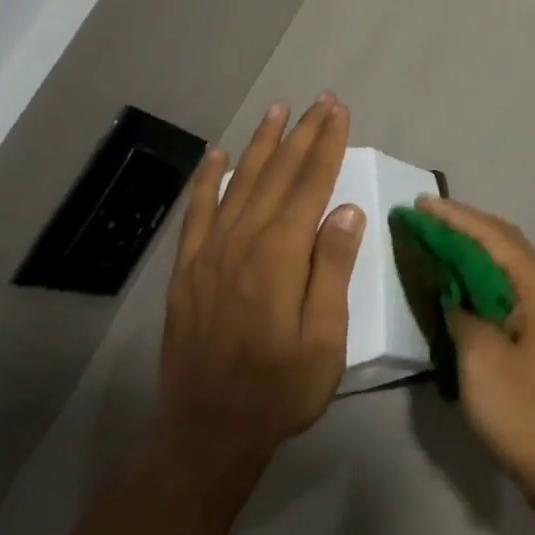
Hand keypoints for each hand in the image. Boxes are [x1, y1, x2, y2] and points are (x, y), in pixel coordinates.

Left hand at [160, 94, 364, 463]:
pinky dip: (208, 179)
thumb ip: (332, 270)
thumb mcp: (324, 341)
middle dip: (302, 133)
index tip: (339, 112)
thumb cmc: (279, 390)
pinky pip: (198, 212)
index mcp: (279, 257)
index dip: (326, 145)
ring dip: (262, 143)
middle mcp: (242, 242)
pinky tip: (217, 155)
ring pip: (240, 182)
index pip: (310, 185)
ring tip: (278, 110)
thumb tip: (346, 210)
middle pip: (277, 174)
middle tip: (320, 100)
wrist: (206, 434)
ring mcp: (209, 253)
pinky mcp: (188, 269)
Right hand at [419, 197, 534, 504]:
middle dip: (463, 224)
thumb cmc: (521, 407)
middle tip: (424, 216)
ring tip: (434, 236)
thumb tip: (451, 291)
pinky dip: (477, 272)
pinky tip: (455, 276)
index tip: (420, 204)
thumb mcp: (480, 358)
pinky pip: (503, 282)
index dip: (454, 217)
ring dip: (470, 246)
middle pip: (501, 239)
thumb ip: (461, 312)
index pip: (491, 235)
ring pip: (503, 260)